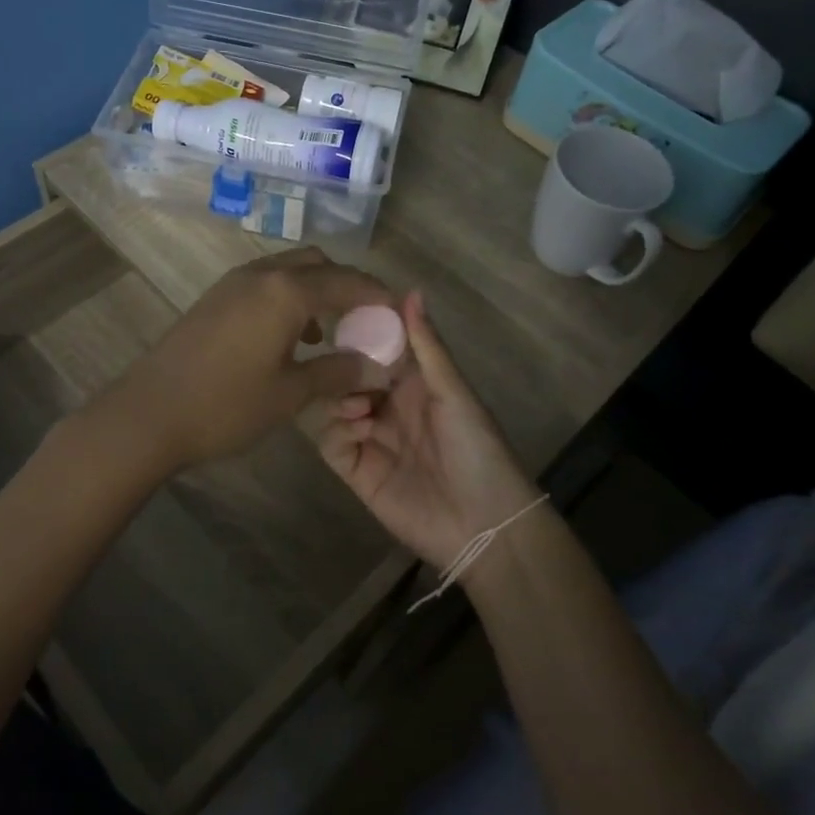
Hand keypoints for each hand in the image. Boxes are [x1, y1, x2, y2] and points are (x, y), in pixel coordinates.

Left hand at [96, 248, 392, 473]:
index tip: (400, 312)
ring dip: (315, 291)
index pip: (348, 281)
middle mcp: (262, 274)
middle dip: (347, 285)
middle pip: (318, 264)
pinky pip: (265, 284)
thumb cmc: (226, 405)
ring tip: (329, 332)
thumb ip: (337, 371)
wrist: (148, 413)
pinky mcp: (215, 298)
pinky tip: (289, 338)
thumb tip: (376, 364)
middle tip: (366, 319)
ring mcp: (233, 283)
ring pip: (289, 270)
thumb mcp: (290, 394)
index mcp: (286, 291)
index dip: (378, 295)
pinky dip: (288, 298)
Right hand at [317, 291, 537, 568]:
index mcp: (414, 384)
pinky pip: (330, 442)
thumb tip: (410, 289)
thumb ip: (427, 346)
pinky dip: (335, 431)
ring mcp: (370, 439)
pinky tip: (356, 430)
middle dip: (342, 368)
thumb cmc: (477, 449)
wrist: (484, 525)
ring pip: (332, 406)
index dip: (361, 333)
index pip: (377, 349)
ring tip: (358, 406)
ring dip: (338, 399)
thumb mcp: (454, 392)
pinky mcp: (356, 471)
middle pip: (348, 376)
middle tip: (340, 364)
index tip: (340, 315)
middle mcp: (388, 407)